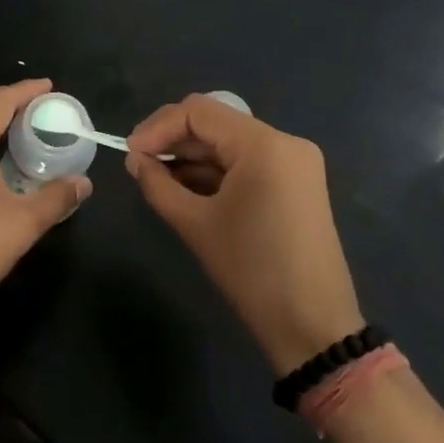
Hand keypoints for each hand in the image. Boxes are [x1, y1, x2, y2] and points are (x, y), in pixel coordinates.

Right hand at [125, 94, 361, 375]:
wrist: (313, 330)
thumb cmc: (252, 272)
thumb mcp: (196, 225)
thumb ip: (158, 184)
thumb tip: (135, 160)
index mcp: (264, 144)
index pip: (199, 111)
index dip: (158, 127)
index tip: (130, 152)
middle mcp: (284, 142)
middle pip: (215, 124)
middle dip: (174, 141)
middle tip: (138, 165)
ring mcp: (295, 163)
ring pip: (229, 144)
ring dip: (192, 158)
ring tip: (156, 180)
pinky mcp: (296, 184)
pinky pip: (246, 164)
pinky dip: (215, 173)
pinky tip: (185, 189)